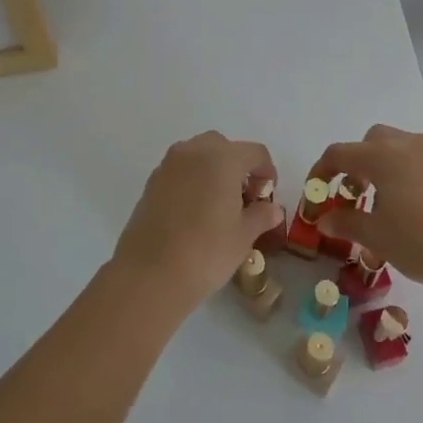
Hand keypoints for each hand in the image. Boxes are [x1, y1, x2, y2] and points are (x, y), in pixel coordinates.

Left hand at [112, 132, 281, 314]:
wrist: (150, 274)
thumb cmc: (206, 251)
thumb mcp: (243, 236)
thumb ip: (261, 216)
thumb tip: (272, 209)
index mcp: (223, 158)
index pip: (255, 152)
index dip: (267, 173)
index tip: (266, 198)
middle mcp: (194, 151)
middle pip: (224, 147)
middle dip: (238, 167)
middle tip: (243, 200)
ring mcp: (168, 165)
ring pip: (199, 155)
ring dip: (213, 171)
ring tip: (218, 206)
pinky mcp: (151, 182)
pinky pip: (180, 170)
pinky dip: (192, 181)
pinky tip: (194, 213)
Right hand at [307, 125, 422, 295]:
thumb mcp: (376, 237)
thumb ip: (345, 223)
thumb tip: (324, 219)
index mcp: (381, 156)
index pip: (338, 153)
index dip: (321, 171)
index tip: (315, 194)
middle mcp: (406, 144)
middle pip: (369, 142)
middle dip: (353, 163)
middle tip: (351, 194)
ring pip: (395, 146)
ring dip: (379, 165)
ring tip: (380, 201)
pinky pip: (416, 157)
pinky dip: (402, 171)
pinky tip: (408, 204)